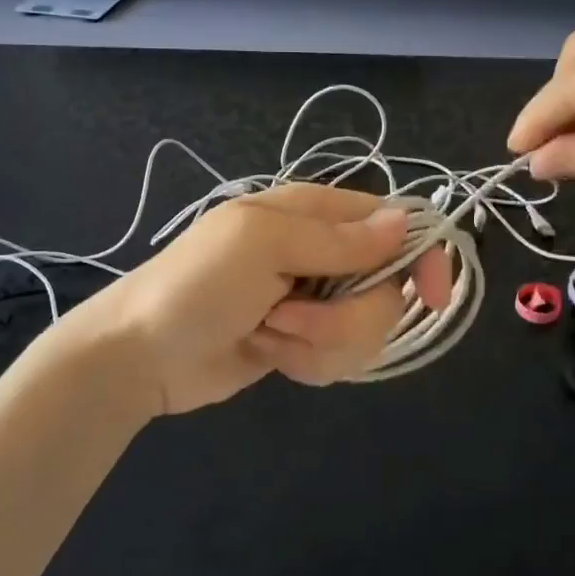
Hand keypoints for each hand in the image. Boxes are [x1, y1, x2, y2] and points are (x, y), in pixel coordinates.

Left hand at [62, 183, 452, 418]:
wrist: (141, 354)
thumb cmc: (195, 285)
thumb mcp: (262, 245)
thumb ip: (336, 238)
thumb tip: (405, 222)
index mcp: (314, 213)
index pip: (394, 222)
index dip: (421, 256)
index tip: (432, 296)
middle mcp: (323, 254)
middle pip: (387, 289)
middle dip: (345, 317)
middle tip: (289, 315)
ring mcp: (314, 302)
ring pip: (366, 330)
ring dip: (320, 342)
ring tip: (269, 334)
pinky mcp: (303, 343)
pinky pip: (339, 359)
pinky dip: (306, 362)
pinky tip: (268, 353)